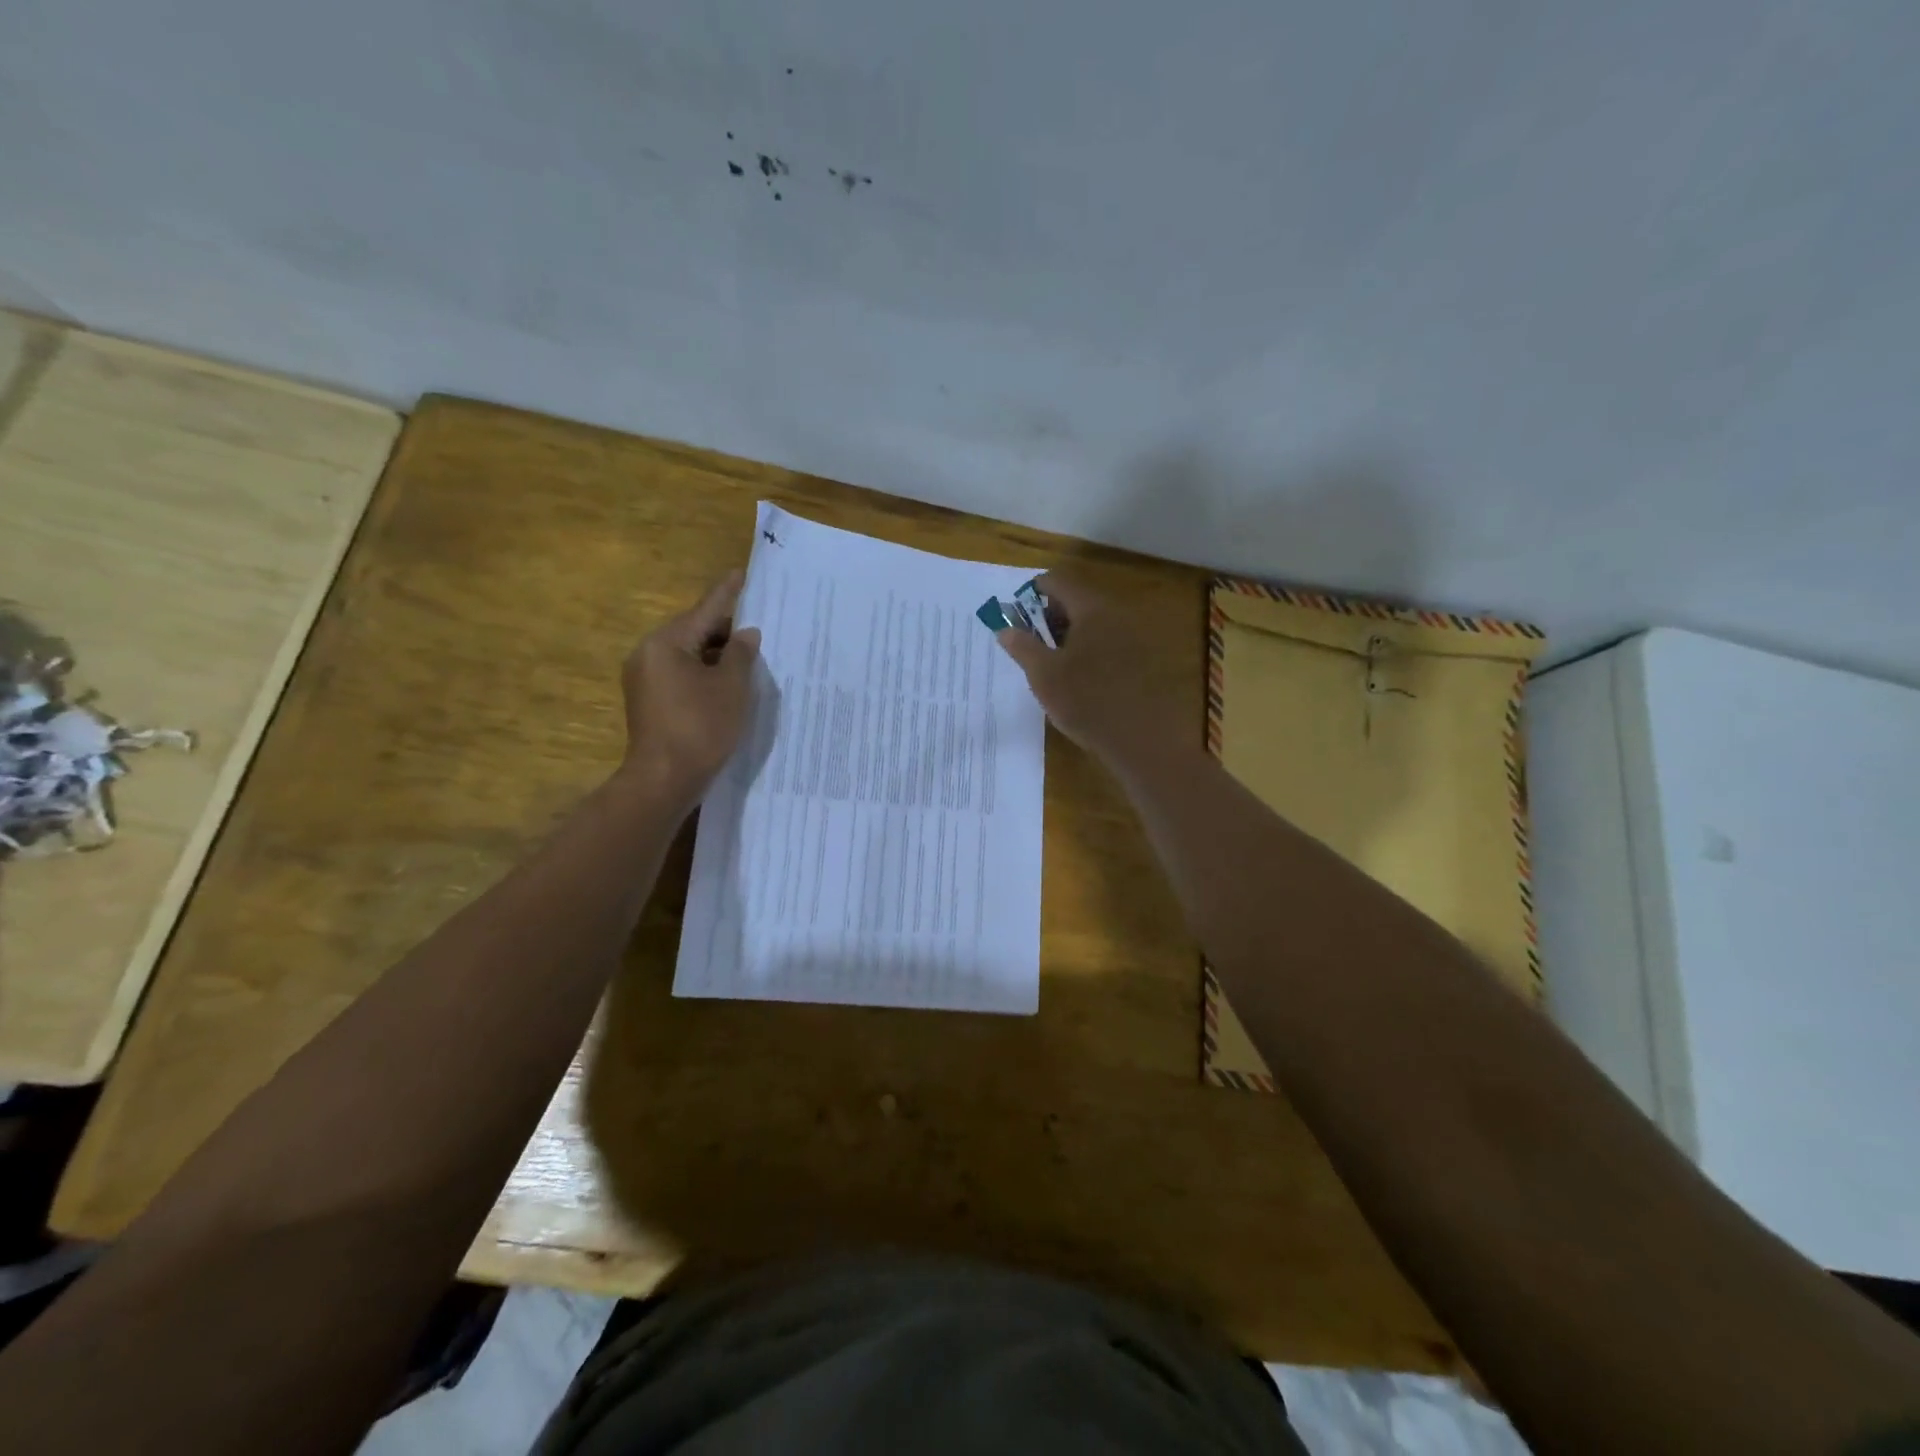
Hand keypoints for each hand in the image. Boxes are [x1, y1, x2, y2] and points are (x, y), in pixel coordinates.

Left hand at [618, 572, 760, 799]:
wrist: (664, 780)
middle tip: (758, 625)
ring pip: (688, 655)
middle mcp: (648, 654)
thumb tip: (746, 633)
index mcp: (666, 643)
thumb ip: (740, 654)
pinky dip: (704, 673)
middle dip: (725, 629)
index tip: (742, 573)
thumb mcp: (731, 687)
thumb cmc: (701, 728)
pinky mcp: (649, 702)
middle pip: (693, 631)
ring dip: (716, 654)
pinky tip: (727, 682)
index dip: (728, 593)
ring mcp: (645, 679)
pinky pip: (681, 675)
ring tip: (749, 656)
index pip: (704, 610)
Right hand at [993, 573, 1185, 765]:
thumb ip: (1022, 647)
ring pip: (1093, 623)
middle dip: (1050, 615)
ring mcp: (1132, 637)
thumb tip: (1005, 629)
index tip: (1016, 613)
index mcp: (1091, 609)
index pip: (1058, 582)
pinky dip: (1088, 649)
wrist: (1140, 738)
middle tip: (1030, 640)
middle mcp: (1116, 614)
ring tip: (1050, 662)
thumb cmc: (1085, 701)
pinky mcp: (1142, 660)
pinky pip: (1108, 642)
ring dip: (1069, 634)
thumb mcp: (1043, 675)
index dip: (1032, 592)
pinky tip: (1078, 677)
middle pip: (1077, 600)